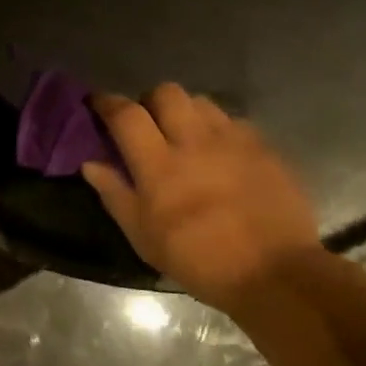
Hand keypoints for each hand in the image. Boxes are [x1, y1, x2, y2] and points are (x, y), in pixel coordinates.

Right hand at [82, 83, 320, 303]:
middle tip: (147, 123)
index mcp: (159, 163)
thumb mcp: (143, 236)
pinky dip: (218, 129)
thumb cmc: (198, 259)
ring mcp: (233, 140)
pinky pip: (234, 121)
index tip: (97, 103)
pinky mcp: (264, 147)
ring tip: (184, 134)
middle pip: (166, 93)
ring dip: (185, 111)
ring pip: (201, 101)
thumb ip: (115, 194)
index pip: (126, 115)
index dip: (107, 102)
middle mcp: (194, 140)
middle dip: (150, 101)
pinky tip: (220, 152)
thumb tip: (91, 163)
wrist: (274, 273)